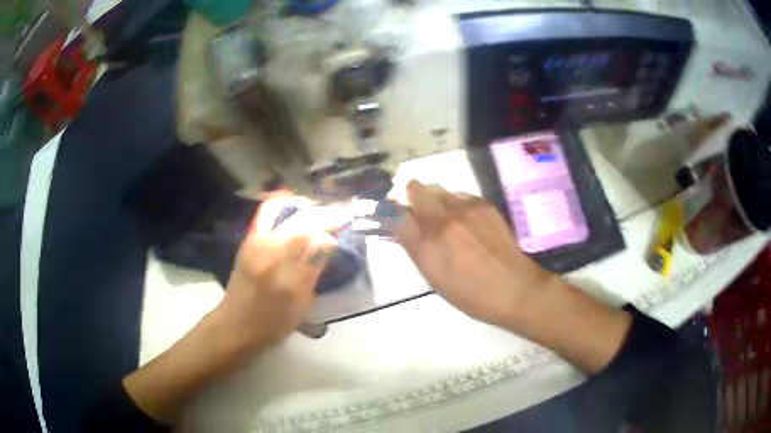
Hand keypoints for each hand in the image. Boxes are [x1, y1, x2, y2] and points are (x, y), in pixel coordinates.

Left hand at [212, 195, 345, 351]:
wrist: (236, 325)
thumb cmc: (272, 323)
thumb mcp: (301, 305)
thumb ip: (314, 271)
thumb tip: (329, 242)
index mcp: (286, 275)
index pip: (316, 240)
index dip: (334, 226)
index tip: (349, 220)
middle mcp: (269, 252)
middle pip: (301, 220)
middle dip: (325, 212)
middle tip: (342, 212)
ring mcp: (255, 243)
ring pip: (280, 209)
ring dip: (303, 205)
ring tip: (318, 209)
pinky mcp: (247, 241)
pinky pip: (265, 213)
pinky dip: (283, 205)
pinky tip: (296, 209)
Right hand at [395, 180, 630, 372]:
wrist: (515, 289)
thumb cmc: (470, 294)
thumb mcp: (434, 278)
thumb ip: (415, 248)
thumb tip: (402, 227)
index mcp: (426, 244)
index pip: (396, 214)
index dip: (395, 215)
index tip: (399, 220)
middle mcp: (442, 219)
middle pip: (415, 189)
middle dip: (414, 199)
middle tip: (423, 216)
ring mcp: (465, 207)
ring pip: (439, 190)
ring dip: (437, 201)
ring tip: (450, 222)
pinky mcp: (484, 204)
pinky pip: (460, 195)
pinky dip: (457, 204)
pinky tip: (469, 223)